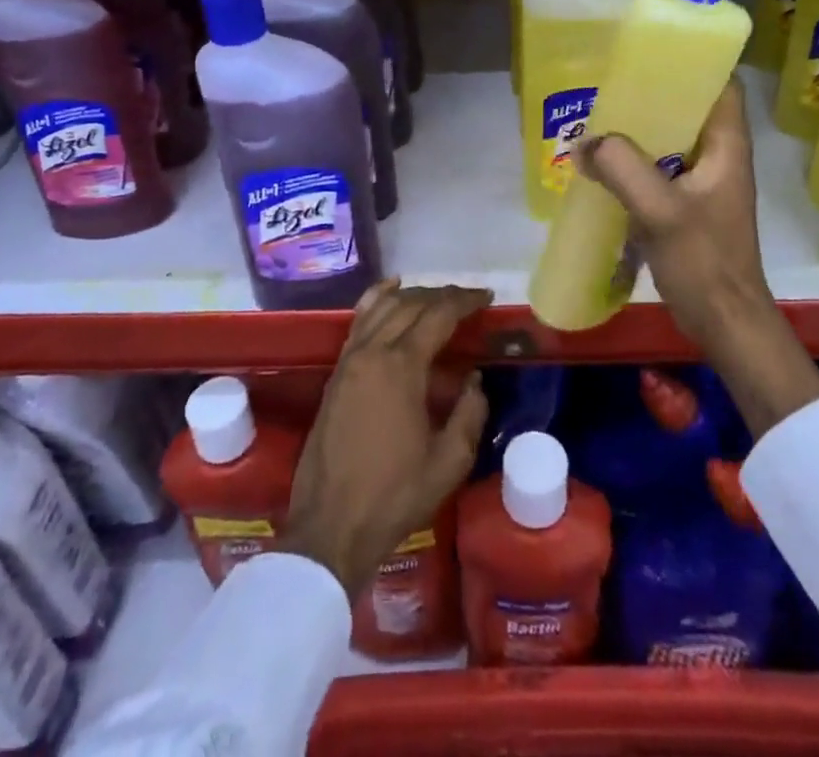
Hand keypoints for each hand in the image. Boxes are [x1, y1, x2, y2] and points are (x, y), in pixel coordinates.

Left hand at [284, 283, 492, 594]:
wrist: (331, 527)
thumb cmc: (394, 496)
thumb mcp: (449, 462)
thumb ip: (469, 413)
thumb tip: (474, 380)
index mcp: (402, 367)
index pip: (438, 315)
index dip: (465, 301)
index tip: (487, 297)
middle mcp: (373, 351)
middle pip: (411, 304)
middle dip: (443, 295)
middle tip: (469, 300)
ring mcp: (349, 359)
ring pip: (382, 306)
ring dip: (412, 294)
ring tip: (437, 296)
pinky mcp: (336, 373)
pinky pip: (359, 320)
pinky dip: (377, 299)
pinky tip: (390, 292)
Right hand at [575, 79, 818, 437]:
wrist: (725, 323)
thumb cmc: (704, 262)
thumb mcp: (660, 211)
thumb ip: (623, 169)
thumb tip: (584, 143)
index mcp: (728, 146)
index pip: (721, 85)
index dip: (694, 63)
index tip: (653, 52)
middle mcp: (720, 157)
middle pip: (690, 109)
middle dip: (654, 94)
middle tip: (612, 84)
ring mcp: (705, 183)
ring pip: (672, 140)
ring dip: (641, 131)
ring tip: (601, 119)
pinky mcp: (689, 207)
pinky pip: (661, 170)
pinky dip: (636, 162)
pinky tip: (604, 166)